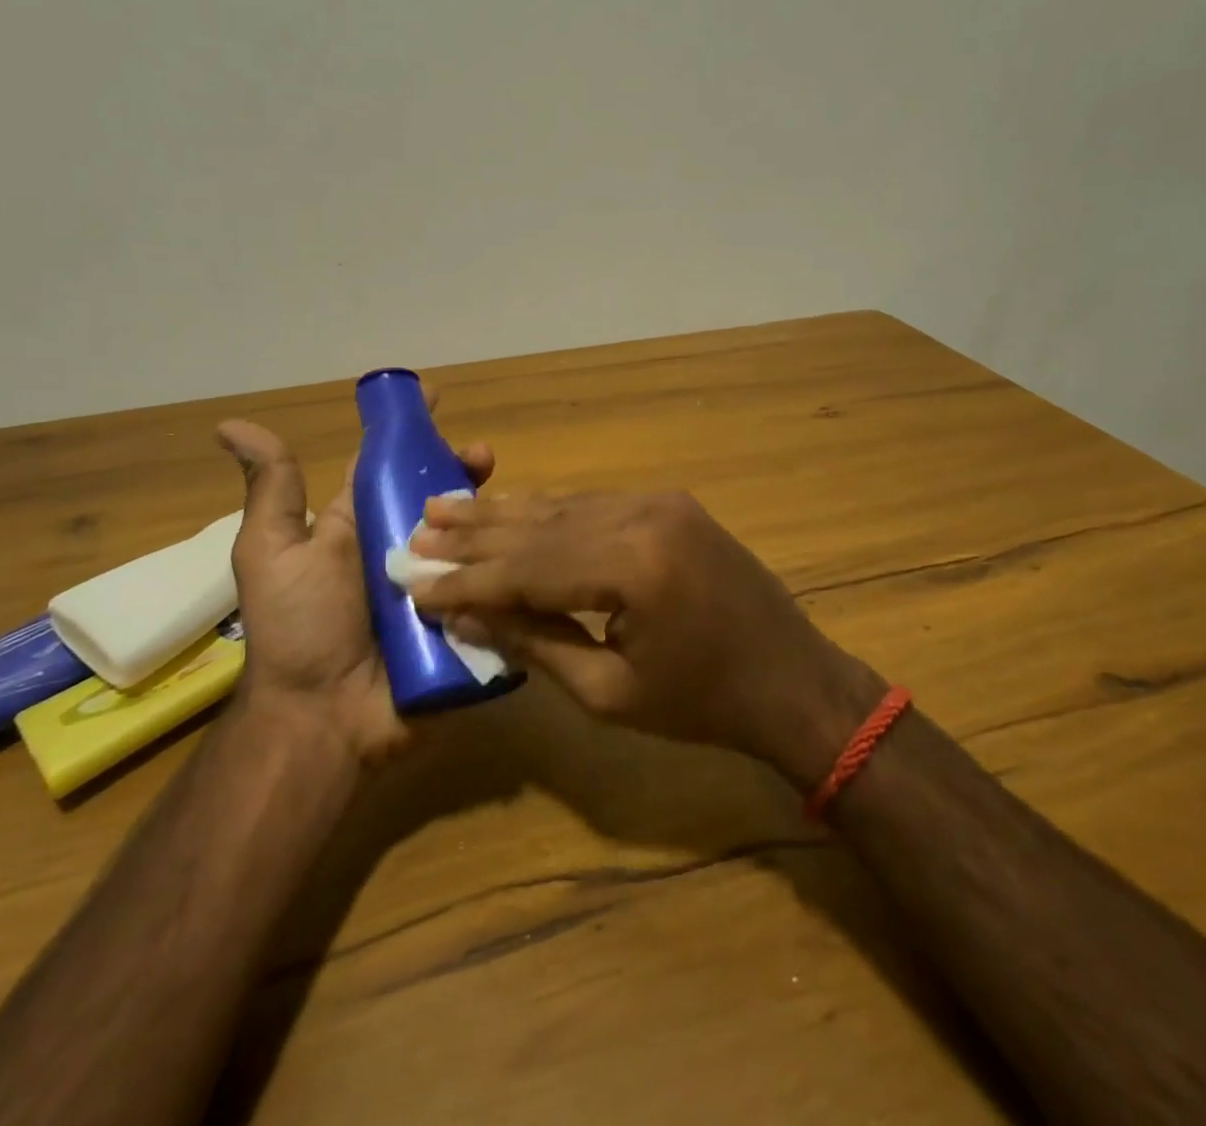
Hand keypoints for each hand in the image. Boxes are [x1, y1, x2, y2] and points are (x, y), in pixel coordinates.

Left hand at [215, 420, 493, 766]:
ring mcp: (438, 584)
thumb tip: (230, 426)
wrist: (325, 718)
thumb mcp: (273, 552)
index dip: (414, 433)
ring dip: (492, 513)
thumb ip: (272, 492)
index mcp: (362, 525)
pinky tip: (529, 545)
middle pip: (442, 497)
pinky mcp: (464, 619)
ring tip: (508, 501)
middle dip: (465, 470)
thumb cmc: (298, 628)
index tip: (440, 400)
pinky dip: (508, 565)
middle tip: (485, 458)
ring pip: (472, 536)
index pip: (392, 466)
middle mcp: (404, 548)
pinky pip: (490, 584)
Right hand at [408, 491, 885, 788]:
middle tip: (416, 531)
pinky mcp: (669, 503)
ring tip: (446, 510)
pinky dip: (548, 513)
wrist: (791, 679)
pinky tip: (512, 512)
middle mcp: (643, 516)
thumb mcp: (609, 693)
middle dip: (475, 534)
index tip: (414, 581)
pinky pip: (593, 504)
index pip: (527, 567)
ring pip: (563, 506)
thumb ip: (534, 642)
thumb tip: (467, 613)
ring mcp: (659, 502)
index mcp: (632, 568)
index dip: (467, 579)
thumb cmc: (701, 704)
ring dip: (505, 514)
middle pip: (540, 525)